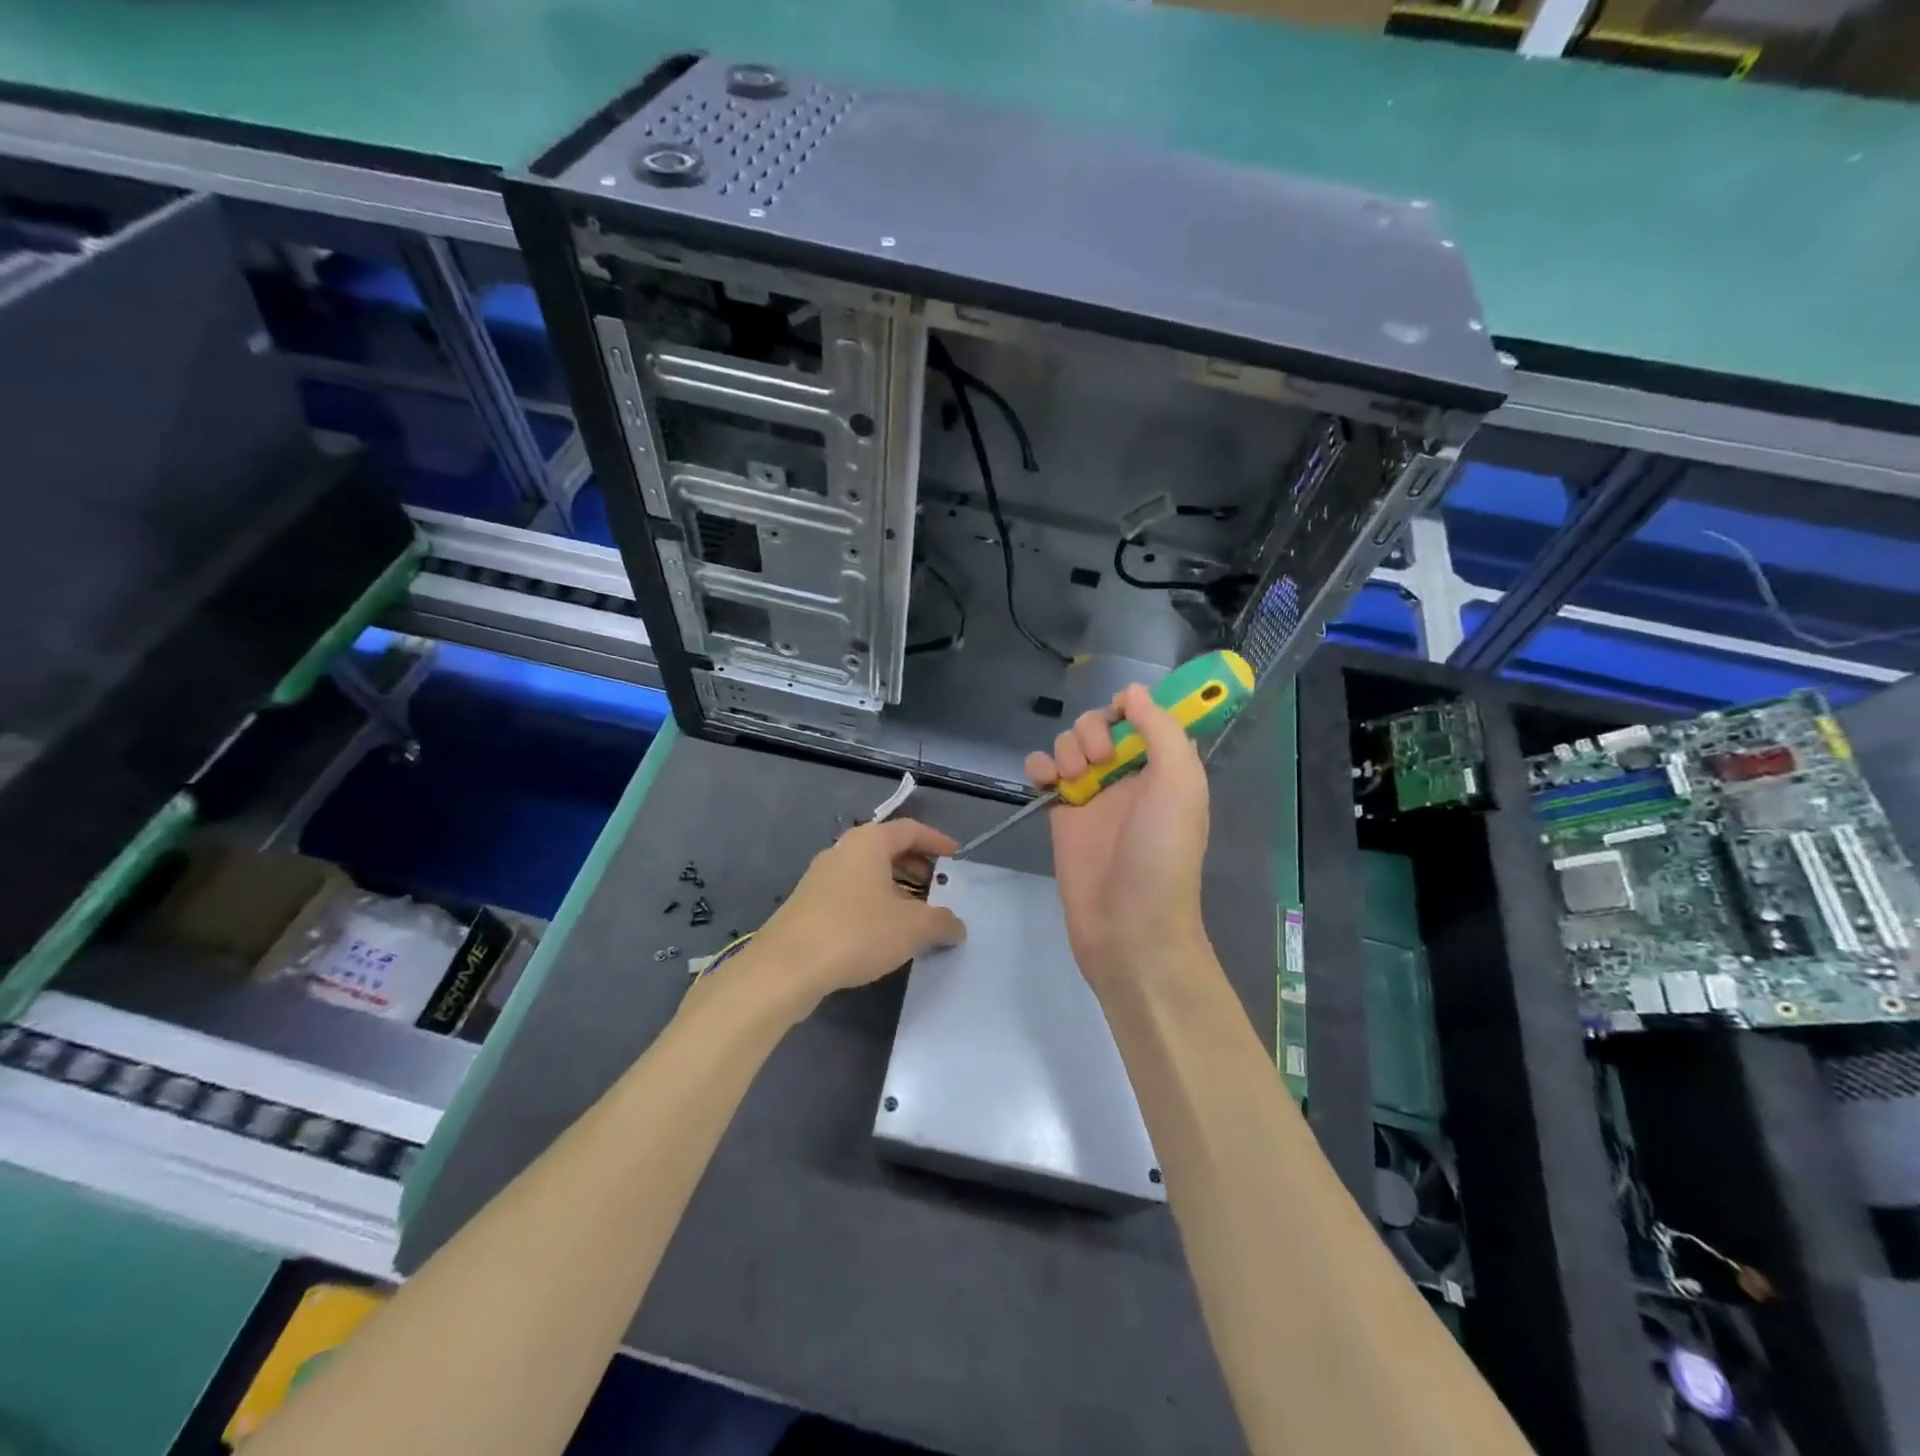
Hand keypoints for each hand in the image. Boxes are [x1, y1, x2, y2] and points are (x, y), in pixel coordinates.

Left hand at [745, 819, 966, 1014]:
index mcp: (868, 842)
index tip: (955, 857)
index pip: (910, 830)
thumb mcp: (912, 928)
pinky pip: (852, 894)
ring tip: (917, 917)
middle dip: (918, 868)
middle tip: (939, 890)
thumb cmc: (856, 932)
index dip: (936, 841)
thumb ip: (942, 922)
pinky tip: (885, 934)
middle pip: (888, 850)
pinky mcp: (808, 905)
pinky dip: (874, 905)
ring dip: (896, 890)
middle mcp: (843, 851)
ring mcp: (821, 878)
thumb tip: (957, 926)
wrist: (786, 967)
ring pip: (868, 874)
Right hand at [1025, 684, 1211, 990]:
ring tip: (1075, 779)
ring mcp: (1092, 795)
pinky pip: (1043, 771)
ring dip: (1068, 747)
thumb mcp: (1179, 784)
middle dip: (1093, 730)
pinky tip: (1045, 781)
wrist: (1128, 926)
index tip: (1122, 717)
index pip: (1143, 716)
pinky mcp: (1061, 814)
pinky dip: (1040, 765)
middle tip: (1099, 761)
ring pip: (1070, 743)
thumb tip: (1134, 691)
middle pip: (1100, 725)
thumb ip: (1161, 730)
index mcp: (1163, 767)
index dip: (1130, 708)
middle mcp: (1127, 776)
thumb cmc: (1161, 855)